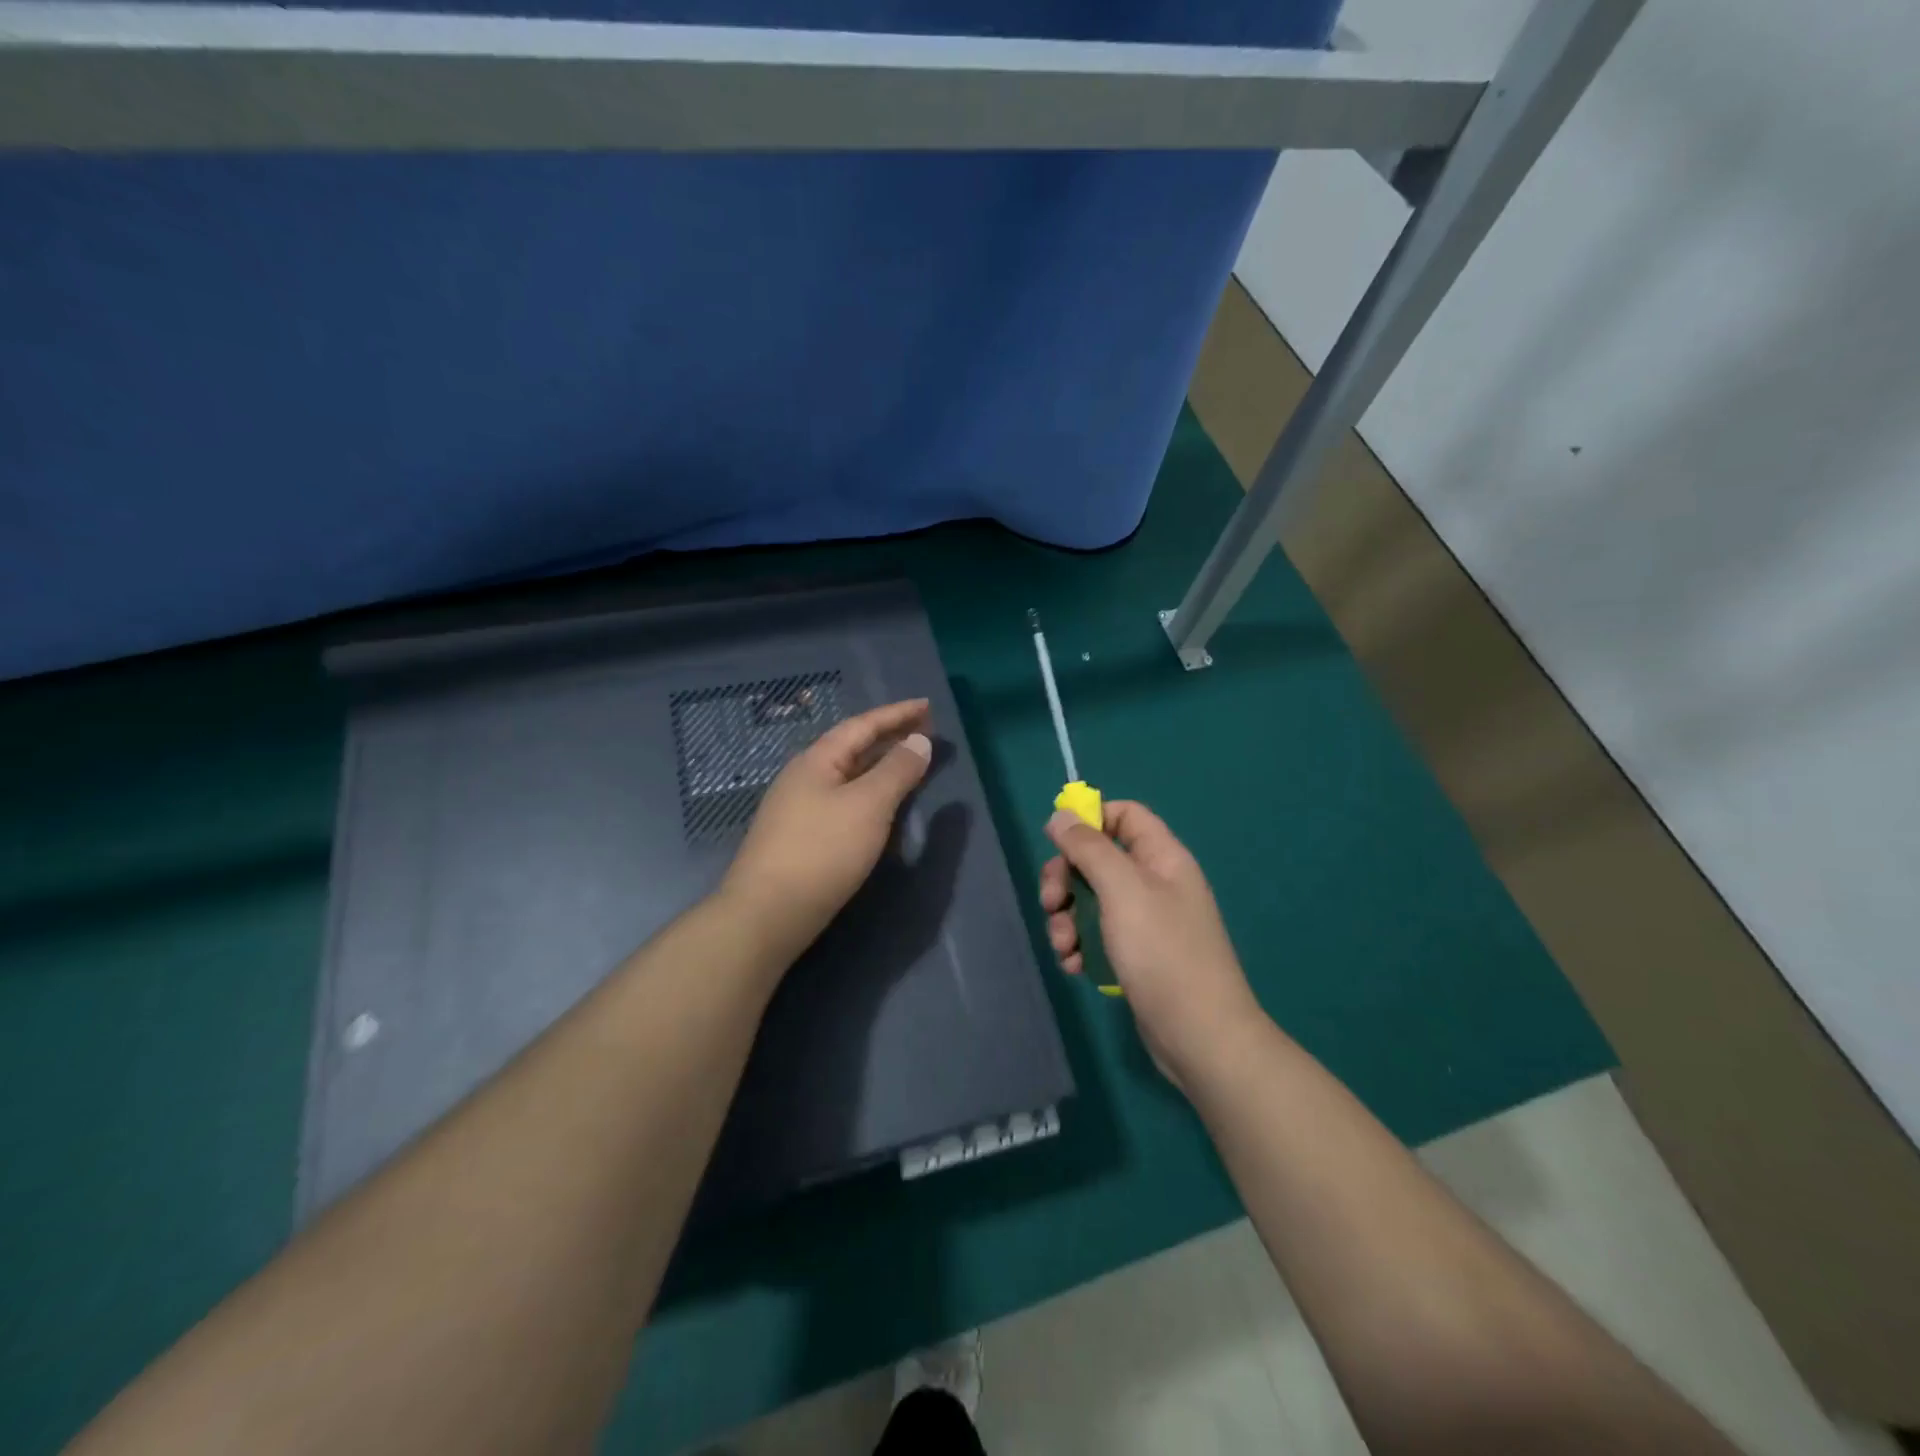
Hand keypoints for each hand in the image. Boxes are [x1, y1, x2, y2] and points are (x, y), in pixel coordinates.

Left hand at [721, 698, 933, 964]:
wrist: (768, 914)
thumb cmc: (822, 851)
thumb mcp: (868, 805)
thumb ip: (897, 770)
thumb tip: (920, 740)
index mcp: (817, 760)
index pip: (862, 726)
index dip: (897, 714)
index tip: (927, 706)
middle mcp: (804, 777)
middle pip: (853, 748)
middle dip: (890, 737)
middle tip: (925, 732)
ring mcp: (799, 808)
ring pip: (848, 776)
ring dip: (880, 766)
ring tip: (910, 764)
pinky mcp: (802, 838)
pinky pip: (844, 800)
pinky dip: (870, 794)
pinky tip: (882, 808)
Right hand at [1039, 801, 1262, 1088]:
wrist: (1200, 1036)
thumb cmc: (1163, 952)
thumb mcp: (1122, 890)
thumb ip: (1089, 848)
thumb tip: (1060, 814)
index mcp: (1162, 857)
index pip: (1125, 815)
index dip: (1090, 820)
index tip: (1057, 842)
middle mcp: (1155, 883)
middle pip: (1098, 859)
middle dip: (1066, 879)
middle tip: (1049, 903)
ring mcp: (1145, 921)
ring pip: (1091, 899)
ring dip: (1067, 918)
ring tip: (1063, 947)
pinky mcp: (1135, 955)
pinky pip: (1097, 934)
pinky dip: (1080, 945)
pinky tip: (1074, 966)